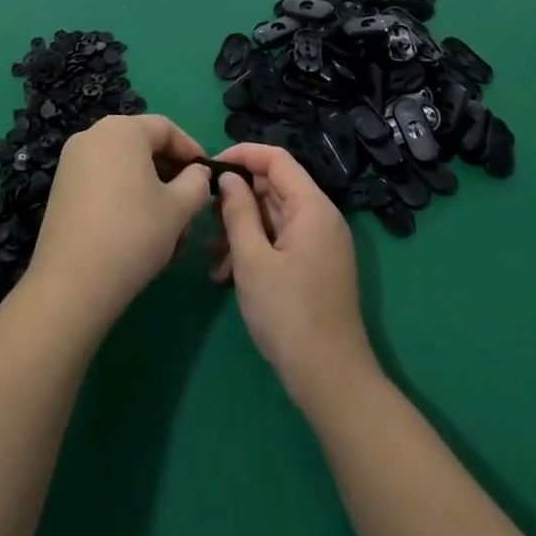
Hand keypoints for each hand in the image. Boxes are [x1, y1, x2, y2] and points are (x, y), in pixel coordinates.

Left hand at [22, 115, 209, 333]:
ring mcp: (72, 162)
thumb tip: (197, 173)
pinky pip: (104, 182)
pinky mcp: (62, 188)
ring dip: (150, 190)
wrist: (72, 283)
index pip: (166, 129)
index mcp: (122, 130)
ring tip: (168, 228)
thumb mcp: (179, 208)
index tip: (208, 177)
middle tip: (190, 206)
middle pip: (143, 146)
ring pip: (124, 168)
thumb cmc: (133, 234)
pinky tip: (139, 232)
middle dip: (171, 174)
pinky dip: (125, 198)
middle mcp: (93, 135)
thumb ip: (197, 182)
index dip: (191, 151)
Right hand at [212, 143, 376, 411]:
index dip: (242, 155)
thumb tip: (228, 177)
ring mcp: (319, 244)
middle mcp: (320, 218)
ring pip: (273, 217)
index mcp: (312, 207)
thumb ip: (238, 211)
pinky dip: (254, 250)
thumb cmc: (288, 314)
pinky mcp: (314, 267)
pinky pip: (279, 241)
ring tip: (211, 256)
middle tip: (204, 216)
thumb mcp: (252, 260)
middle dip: (237, 198)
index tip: (209, 167)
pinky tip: (225, 275)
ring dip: (240, 229)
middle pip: (274, 187)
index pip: (276, 159)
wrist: (331, 380)